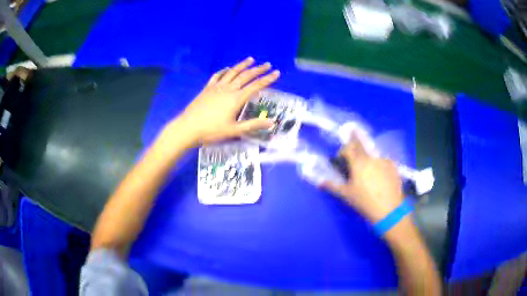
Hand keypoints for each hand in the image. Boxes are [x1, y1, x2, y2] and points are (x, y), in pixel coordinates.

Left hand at [174, 57, 279, 143]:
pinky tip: (227, 68)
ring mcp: (216, 87)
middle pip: (246, 76)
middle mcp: (228, 89)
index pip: (256, 86)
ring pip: (232, 72)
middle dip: (258, 69)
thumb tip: (272, 122)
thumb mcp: (234, 130)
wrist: (189, 128)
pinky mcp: (207, 88)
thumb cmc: (212, 131)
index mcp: (236, 99)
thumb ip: (253, 125)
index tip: (277, 73)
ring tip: (251, 59)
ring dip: (242, 65)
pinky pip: (217, 76)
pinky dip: (224, 71)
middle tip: (268, 64)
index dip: (268, 79)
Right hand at [322, 134, 403, 222]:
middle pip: (361, 147)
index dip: (343, 150)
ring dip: (367, 161)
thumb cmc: (364, 202)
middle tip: (354, 161)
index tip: (341, 158)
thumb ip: (332, 186)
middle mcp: (371, 157)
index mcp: (358, 163)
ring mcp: (384, 160)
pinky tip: (379, 178)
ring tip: (368, 175)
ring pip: (372, 156)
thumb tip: (320, 182)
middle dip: (355, 149)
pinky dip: (378, 166)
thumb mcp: (346, 195)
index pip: (348, 147)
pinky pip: (383, 162)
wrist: (389, 209)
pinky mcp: (393, 166)